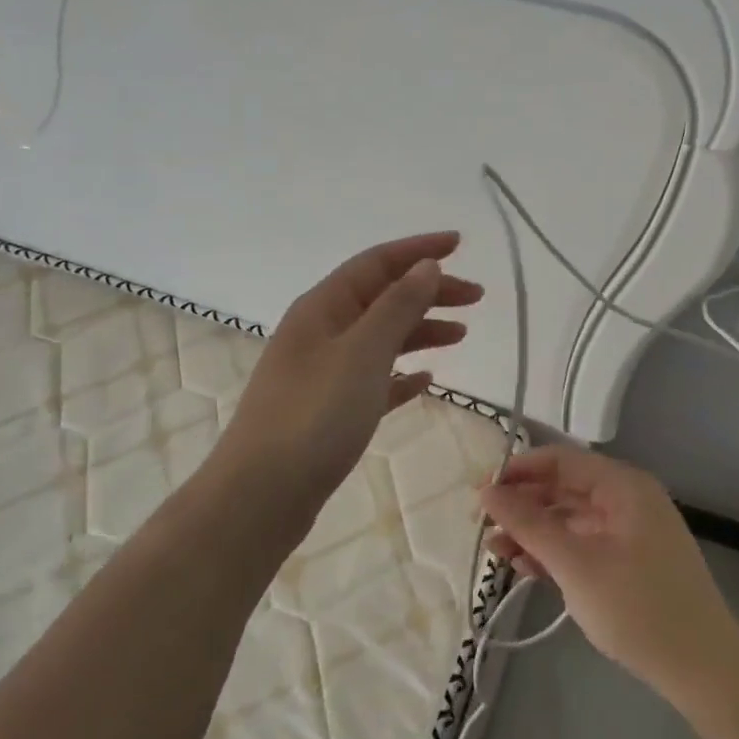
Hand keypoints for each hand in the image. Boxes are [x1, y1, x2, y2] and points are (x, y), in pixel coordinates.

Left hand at [214, 231, 482, 517]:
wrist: (262, 494)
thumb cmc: (314, 415)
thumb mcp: (363, 352)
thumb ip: (397, 306)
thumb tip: (425, 265)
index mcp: (323, 307)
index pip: (376, 263)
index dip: (418, 250)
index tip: (460, 244)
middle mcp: (320, 332)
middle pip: (381, 298)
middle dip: (428, 291)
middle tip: (476, 297)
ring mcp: (322, 372)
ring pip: (380, 338)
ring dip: (419, 330)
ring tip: (461, 334)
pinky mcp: (329, 411)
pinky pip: (373, 379)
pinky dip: (401, 374)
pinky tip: (425, 381)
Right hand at [480, 446, 738, 705]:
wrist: (703, 669)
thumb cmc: (637, 607)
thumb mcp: (574, 563)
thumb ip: (528, 523)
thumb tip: (487, 492)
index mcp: (623, 486)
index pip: (559, 460)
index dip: (517, 472)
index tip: (480, 494)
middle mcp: (627, 500)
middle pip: (563, 489)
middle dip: (521, 506)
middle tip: (481, 528)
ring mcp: (629, 532)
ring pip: (569, 519)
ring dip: (532, 533)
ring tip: (495, 553)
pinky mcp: (629, 562)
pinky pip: (583, 544)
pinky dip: (554, 553)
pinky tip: (524, 568)